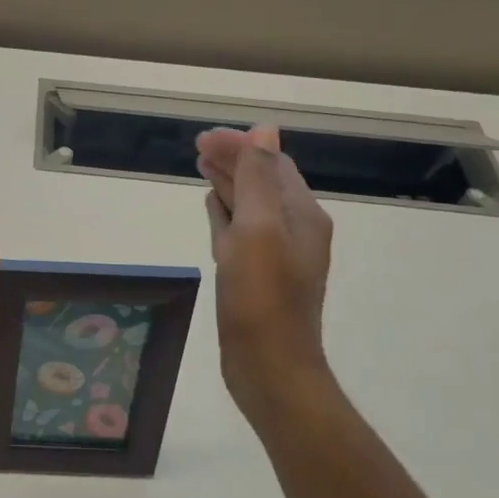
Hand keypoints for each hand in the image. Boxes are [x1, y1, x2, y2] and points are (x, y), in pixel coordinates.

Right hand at [196, 125, 336, 433]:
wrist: (269, 367)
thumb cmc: (262, 298)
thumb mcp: (259, 230)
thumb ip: (259, 179)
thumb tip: (264, 130)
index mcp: (301, 215)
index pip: (271, 164)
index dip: (241, 146)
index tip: (202, 138)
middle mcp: (294, 230)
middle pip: (263, 182)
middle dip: (234, 160)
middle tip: (197, 147)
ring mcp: (275, 255)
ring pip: (251, 206)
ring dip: (229, 183)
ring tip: (201, 167)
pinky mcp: (256, 275)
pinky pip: (241, 232)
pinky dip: (226, 214)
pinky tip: (213, 209)